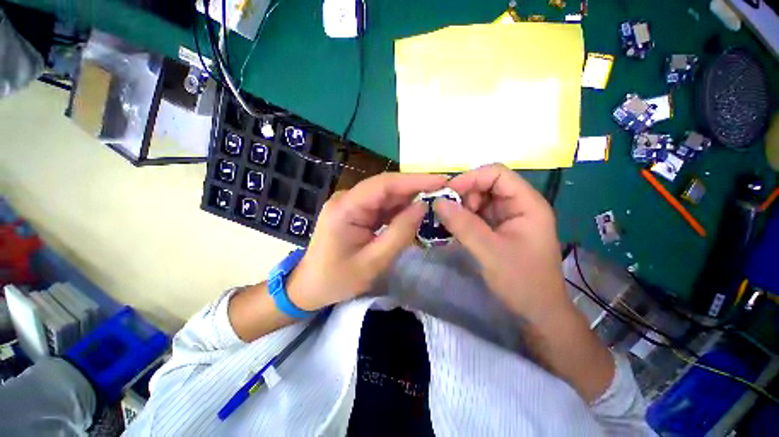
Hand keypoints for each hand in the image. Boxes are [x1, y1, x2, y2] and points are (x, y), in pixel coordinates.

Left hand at [288, 172, 447, 310]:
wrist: (309, 287)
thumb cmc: (337, 279)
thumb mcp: (373, 262)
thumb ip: (400, 233)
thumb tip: (423, 206)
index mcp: (346, 208)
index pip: (384, 184)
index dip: (414, 180)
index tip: (442, 181)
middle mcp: (347, 199)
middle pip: (386, 187)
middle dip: (416, 189)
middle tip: (445, 192)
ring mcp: (351, 204)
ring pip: (386, 196)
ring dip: (409, 199)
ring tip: (436, 203)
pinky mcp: (356, 212)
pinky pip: (381, 207)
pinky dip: (399, 210)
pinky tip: (415, 214)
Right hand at [433, 164, 569, 323]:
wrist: (536, 311)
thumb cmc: (521, 282)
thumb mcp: (490, 252)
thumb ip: (463, 225)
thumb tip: (438, 202)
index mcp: (527, 204)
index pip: (497, 174)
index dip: (470, 178)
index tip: (447, 193)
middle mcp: (518, 205)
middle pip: (486, 184)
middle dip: (463, 194)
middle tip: (445, 212)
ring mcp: (507, 217)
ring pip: (478, 199)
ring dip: (461, 207)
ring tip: (448, 222)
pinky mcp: (497, 228)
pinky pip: (476, 214)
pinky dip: (462, 218)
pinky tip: (453, 228)